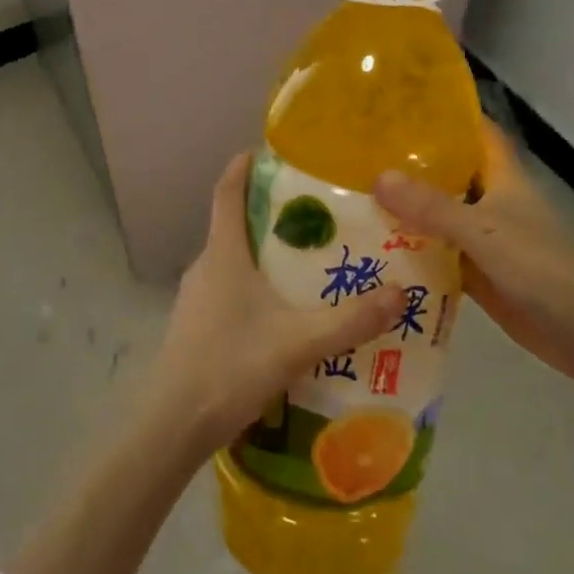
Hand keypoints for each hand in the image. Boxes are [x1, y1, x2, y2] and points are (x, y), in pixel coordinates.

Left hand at [148, 154, 405, 459]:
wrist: (173, 423)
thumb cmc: (231, 365)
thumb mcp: (298, 343)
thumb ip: (350, 320)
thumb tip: (400, 293)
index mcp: (223, 253)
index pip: (226, 192)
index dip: (241, 167)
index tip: (264, 150)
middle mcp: (205, 266)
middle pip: (233, 224)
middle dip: (267, 213)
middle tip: (312, 212)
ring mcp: (196, 297)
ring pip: (231, 260)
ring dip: (262, 253)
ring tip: (305, 261)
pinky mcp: (195, 325)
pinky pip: (227, 289)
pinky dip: (253, 285)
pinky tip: (280, 312)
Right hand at [374, 120, 573, 410]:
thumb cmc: (543, 268)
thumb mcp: (483, 231)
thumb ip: (431, 207)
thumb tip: (377, 177)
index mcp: (503, 177)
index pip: (475, 131)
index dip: (445, 115)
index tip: (399, 104)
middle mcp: (492, 201)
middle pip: (448, 173)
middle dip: (409, 163)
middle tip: (356, 153)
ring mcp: (484, 239)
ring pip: (438, 215)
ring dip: (405, 209)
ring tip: (351, 195)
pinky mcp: (479, 274)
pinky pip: (438, 254)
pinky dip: (412, 250)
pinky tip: (372, 247)